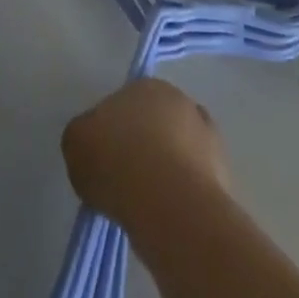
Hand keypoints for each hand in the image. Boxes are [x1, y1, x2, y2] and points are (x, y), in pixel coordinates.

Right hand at [62, 78, 228, 229]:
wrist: (169, 203)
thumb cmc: (117, 163)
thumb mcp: (76, 141)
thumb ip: (84, 134)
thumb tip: (95, 141)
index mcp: (144, 85)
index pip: (124, 103)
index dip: (113, 132)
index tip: (106, 159)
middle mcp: (179, 99)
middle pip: (155, 123)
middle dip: (143, 145)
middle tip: (126, 179)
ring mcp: (206, 133)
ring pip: (179, 149)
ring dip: (167, 167)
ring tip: (149, 203)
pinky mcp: (223, 169)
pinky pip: (195, 179)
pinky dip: (184, 191)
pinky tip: (171, 212)